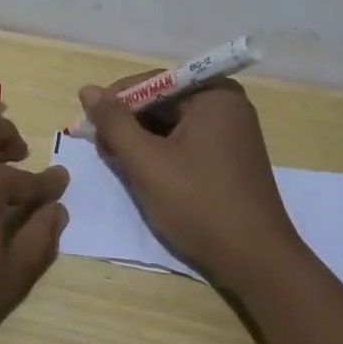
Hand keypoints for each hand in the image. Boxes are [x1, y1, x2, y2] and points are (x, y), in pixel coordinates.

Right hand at [79, 76, 305, 294]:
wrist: (255, 261)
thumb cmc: (199, 204)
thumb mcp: (147, 162)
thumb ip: (114, 123)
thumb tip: (87, 89)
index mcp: (213, 94)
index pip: (152, 82)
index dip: (115, 101)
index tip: (87, 124)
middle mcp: (227, 104)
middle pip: (163, 102)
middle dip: (128, 123)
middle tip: (99, 148)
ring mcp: (232, 132)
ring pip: (172, 125)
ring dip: (142, 140)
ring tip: (117, 162)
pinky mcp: (230, 158)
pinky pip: (187, 142)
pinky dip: (162, 153)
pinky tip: (143, 172)